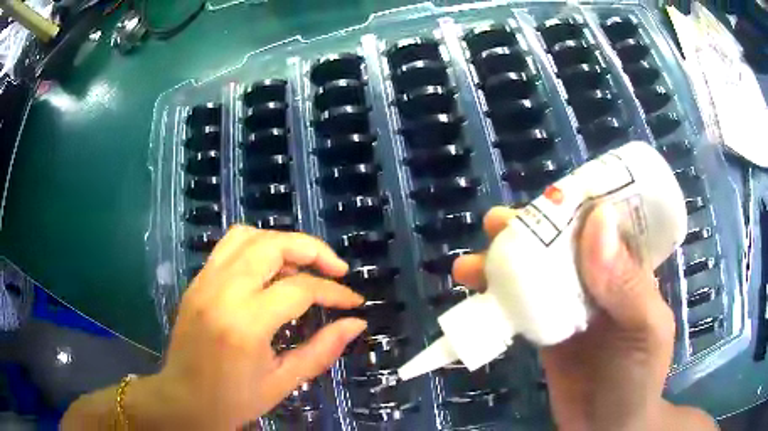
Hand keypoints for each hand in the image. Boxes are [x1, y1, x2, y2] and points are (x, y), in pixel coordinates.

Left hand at [130, 227, 366, 428]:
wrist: (183, 399)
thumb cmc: (233, 399)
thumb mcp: (283, 381)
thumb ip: (322, 350)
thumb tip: (356, 323)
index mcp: (245, 323)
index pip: (299, 289)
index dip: (334, 292)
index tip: (354, 302)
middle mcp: (222, 291)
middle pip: (273, 245)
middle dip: (312, 250)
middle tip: (336, 269)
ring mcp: (205, 281)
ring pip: (248, 236)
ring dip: (282, 243)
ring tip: (303, 266)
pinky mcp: (197, 281)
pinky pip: (229, 247)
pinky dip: (257, 248)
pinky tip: (270, 272)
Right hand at [452, 205, 716, 430]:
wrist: (607, 427)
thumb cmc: (638, 377)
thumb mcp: (645, 330)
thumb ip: (627, 284)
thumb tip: (597, 221)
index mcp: (626, 267)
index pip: (602, 220)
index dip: (574, 201)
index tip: (543, 197)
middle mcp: (596, 277)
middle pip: (560, 241)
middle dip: (528, 228)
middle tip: (496, 225)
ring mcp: (568, 304)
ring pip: (535, 269)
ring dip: (502, 260)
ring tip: (471, 265)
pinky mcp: (544, 329)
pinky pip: (519, 304)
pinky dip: (496, 295)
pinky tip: (474, 292)